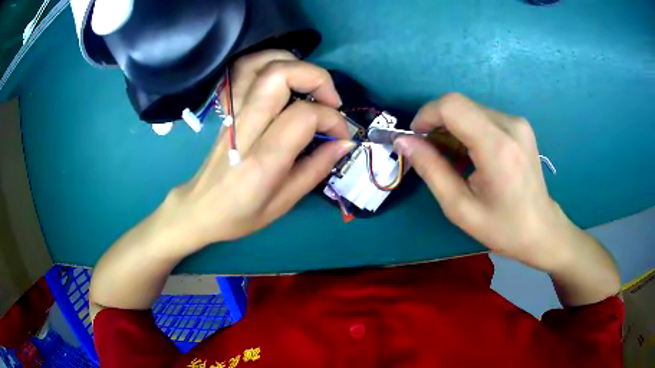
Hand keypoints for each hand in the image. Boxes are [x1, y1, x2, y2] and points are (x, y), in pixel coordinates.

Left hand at [158, 51, 353, 255]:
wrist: (200, 208)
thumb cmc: (241, 214)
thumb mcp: (284, 203)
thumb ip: (317, 168)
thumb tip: (344, 142)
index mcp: (263, 160)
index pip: (304, 116)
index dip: (332, 119)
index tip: (340, 135)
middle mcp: (245, 128)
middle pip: (280, 75)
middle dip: (316, 78)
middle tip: (331, 101)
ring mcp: (233, 114)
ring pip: (259, 65)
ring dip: (293, 63)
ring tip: (309, 84)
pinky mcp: (227, 109)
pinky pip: (243, 71)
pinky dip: (268, 62)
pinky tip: (284, 77)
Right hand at [394, 93, 573, 270]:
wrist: (541, 230)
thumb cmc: (503, 227)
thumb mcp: (460, 207)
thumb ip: (431, 169)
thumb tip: (404, 142)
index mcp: (497, 147)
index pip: (452, 106)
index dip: (426, 115)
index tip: (416, 138)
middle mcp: (510, 125)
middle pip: (459, 104)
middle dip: (437, 123)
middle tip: (430, 153)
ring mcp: (517, 123)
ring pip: (470, 109)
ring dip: (452, 128)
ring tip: (451, 158)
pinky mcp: (519, 126)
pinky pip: (483, 116)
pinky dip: (467, 130)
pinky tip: (469, 155)